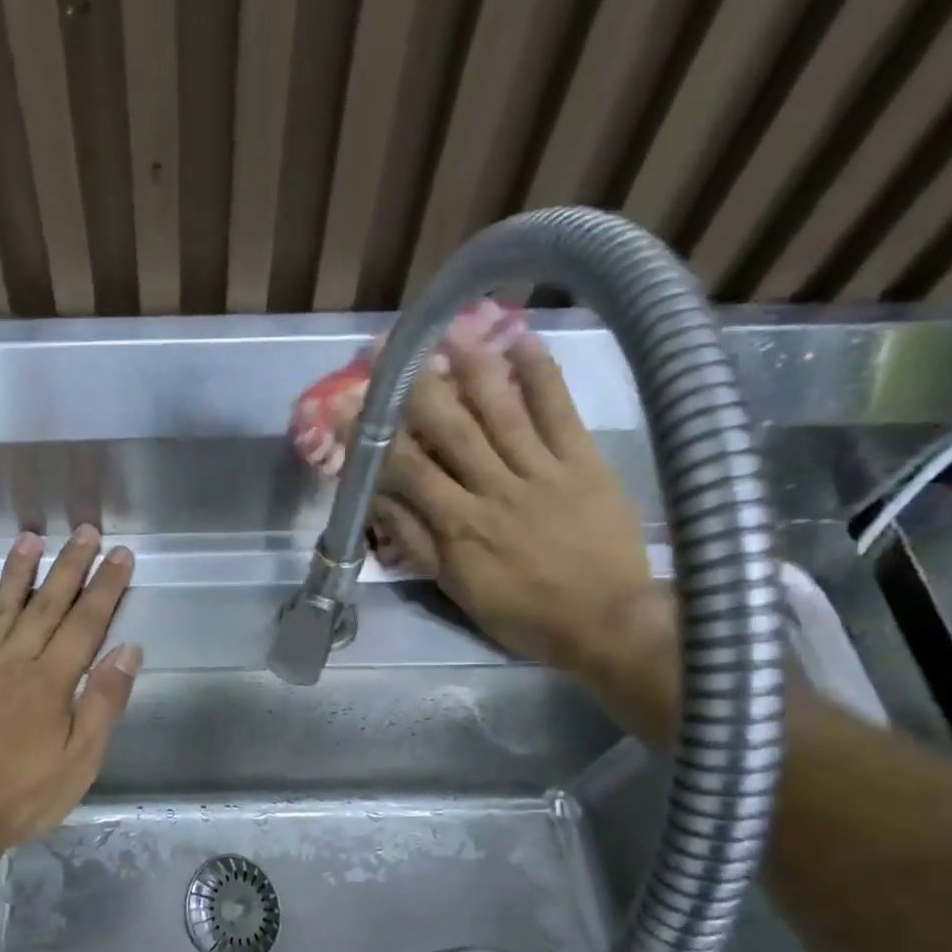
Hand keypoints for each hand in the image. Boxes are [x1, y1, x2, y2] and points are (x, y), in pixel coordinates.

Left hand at [0, 527, 140, 851]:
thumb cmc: (24, 795)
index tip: (120, 555)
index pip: (86, 622)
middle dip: (69, 566)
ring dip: (18, 571)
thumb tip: (127, 650)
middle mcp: (13, 661)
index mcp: (50, 681)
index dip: (105, 586)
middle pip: (46, 604)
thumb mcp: (80, 760)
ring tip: (31, 539)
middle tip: (85, 532)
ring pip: (0, 607)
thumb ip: (103, 702)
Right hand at [363, 323, 676, 722]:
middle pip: (450, 429)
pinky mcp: (582, 462)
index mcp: (459, 525)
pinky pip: (559, 412)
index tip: (345, 406)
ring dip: (473, 368)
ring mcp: (541, 471)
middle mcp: (494, 489)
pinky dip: (541, 374)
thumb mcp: (456, 589)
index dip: (374, 436)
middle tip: (390, 351)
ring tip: (450, 330)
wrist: (606, 620)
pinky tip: (523, 341)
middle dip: (416, 388)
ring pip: (501, 411)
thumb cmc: (522, 613)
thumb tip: (377, 501)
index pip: (407, 470)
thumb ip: (416, 542)